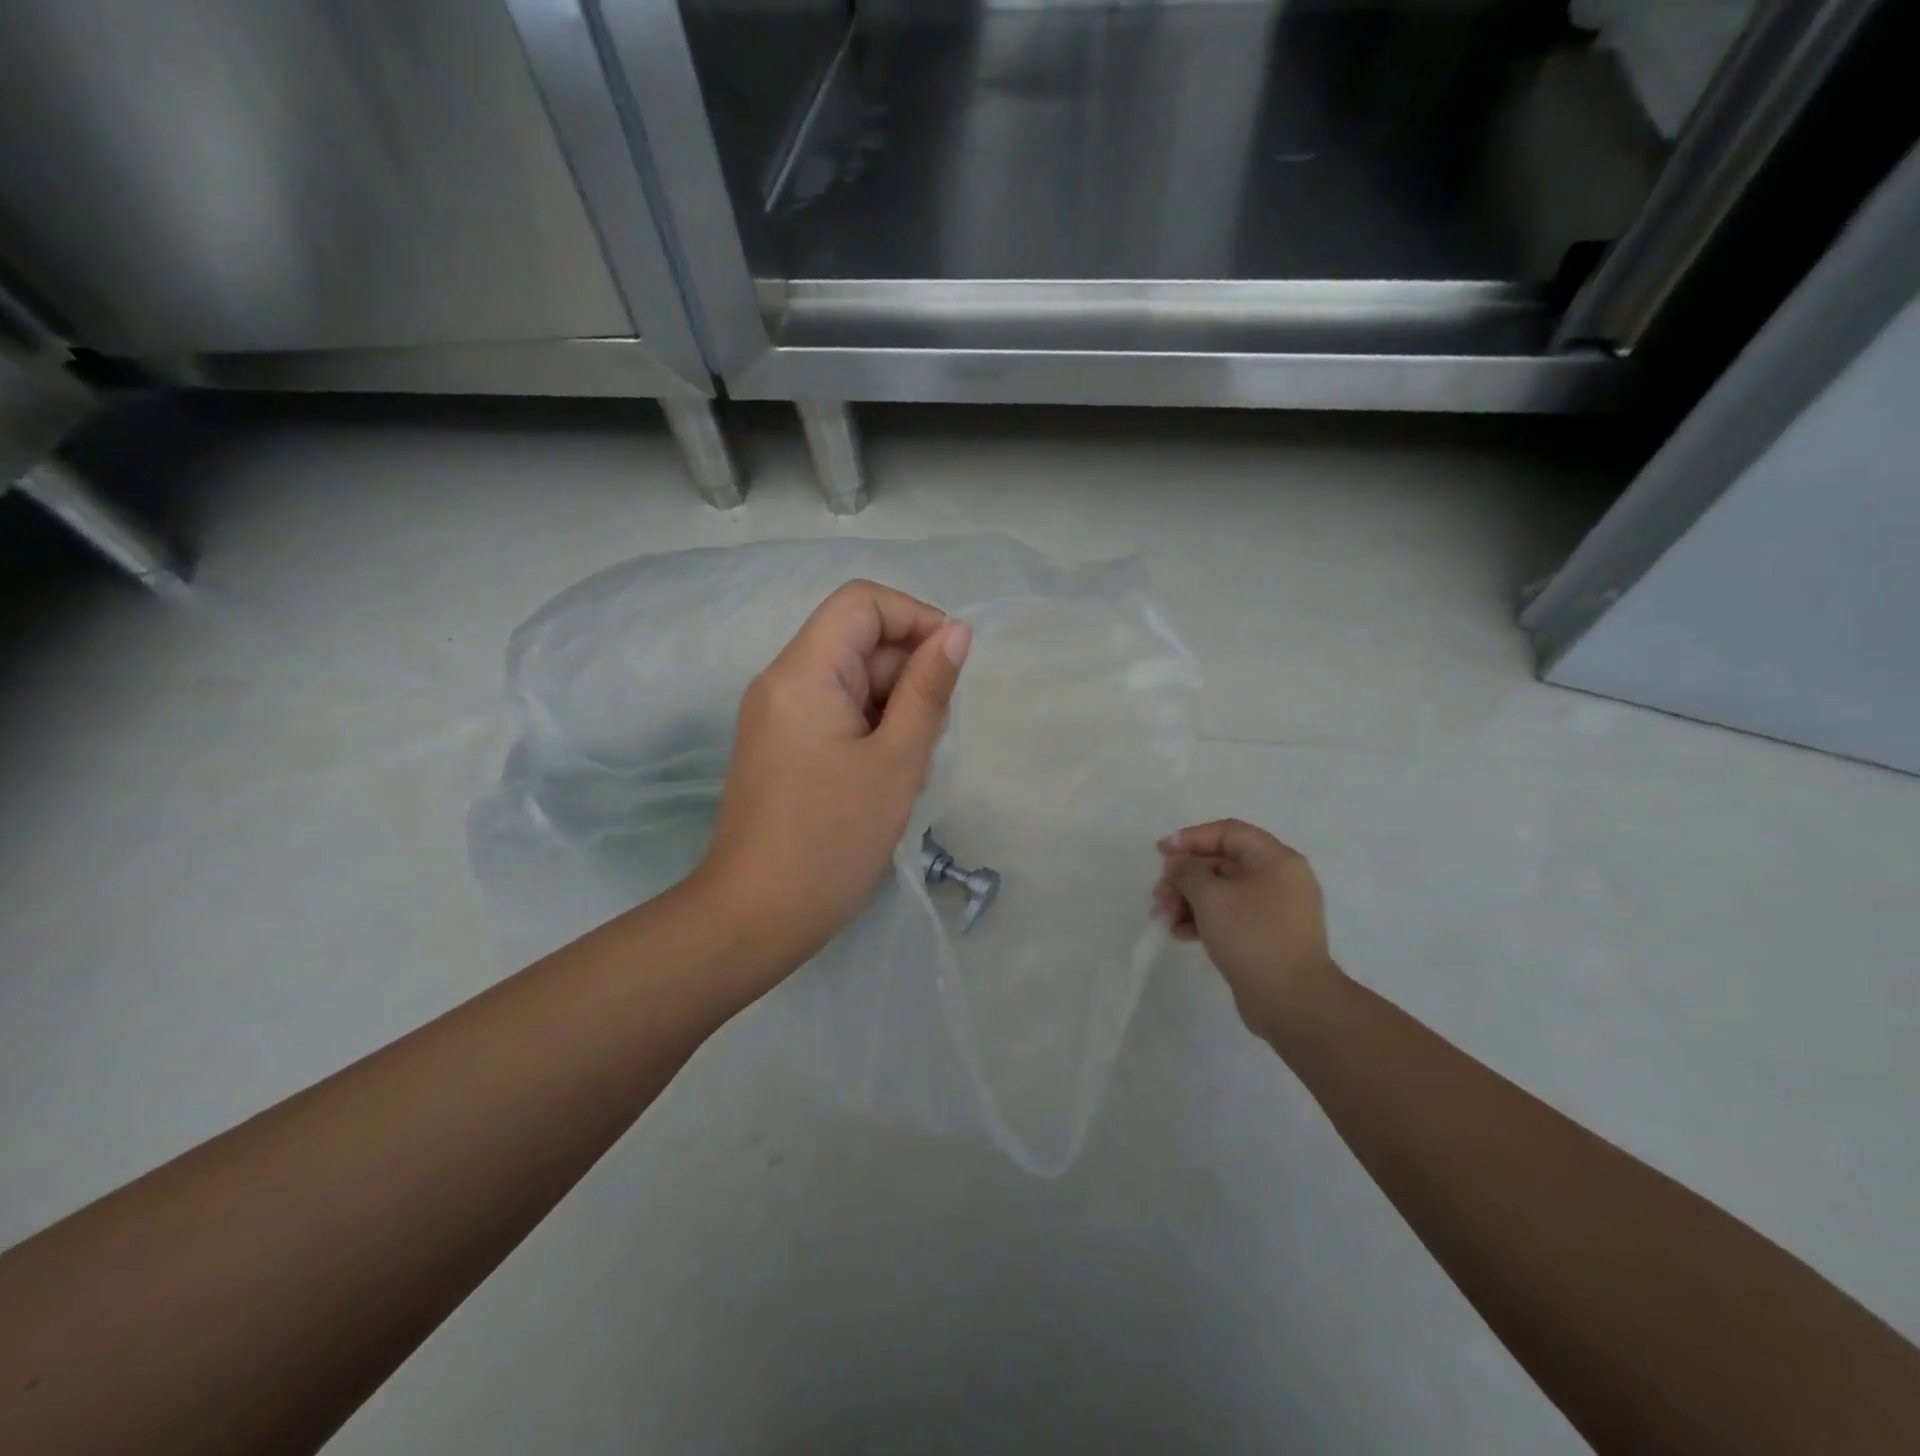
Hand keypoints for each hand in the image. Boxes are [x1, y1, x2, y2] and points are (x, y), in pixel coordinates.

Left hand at [696, 580, 970, 981]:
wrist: (755, 916)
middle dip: (907, 673)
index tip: (950, 664)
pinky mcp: (781, 746)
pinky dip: (870, 728)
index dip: (914, 618)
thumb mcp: (896, 761)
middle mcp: (782, 681)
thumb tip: (955, 633)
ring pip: (850, 680)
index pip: (861, 603)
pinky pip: (834, 712)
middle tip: (928, 736)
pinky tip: (883, 775)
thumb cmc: (832, 839)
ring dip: (892, 706)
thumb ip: (928, 690)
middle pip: (856, 641)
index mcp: (803, 673)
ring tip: (905, 765)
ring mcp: (777, 715)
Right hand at [1154, 820, 1339, 1038]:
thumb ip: (1188, 871)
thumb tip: (1178, 864)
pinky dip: (1204, 919)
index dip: (1191, 838)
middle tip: (1159, 896)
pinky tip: (1181, 934)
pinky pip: (1230, 915)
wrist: (1293, 1002)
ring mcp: (1275, 910)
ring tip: (1164, 919)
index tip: (1161, 853)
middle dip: (1185, 878)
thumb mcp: (1211, 896)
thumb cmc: (1252, 937)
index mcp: (1276, 860)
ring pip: (1222, 892)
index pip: (1229, 832)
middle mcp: (1280, 879)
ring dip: (1188, 900)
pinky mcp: (1267, 936)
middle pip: (1222, 863)